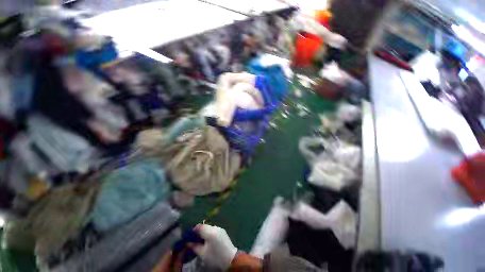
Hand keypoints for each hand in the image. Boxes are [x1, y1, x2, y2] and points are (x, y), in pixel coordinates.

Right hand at [192, 224, 237, 269]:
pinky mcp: (223, 231)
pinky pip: (214, 229)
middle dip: (199, 231)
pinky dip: (210, 233)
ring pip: (209, 227)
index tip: (190, 236)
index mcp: (210, 232)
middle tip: (195, 239)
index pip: (200, 226)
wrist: (231, 259)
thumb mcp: (203, 254)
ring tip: (202, 241)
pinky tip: (209, 241)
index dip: (194, 230)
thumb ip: (194, 246)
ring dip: (205, 232)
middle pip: (205, 226)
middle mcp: (216, 227)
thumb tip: (188, 242)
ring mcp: (220, 229)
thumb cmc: (215, 257)